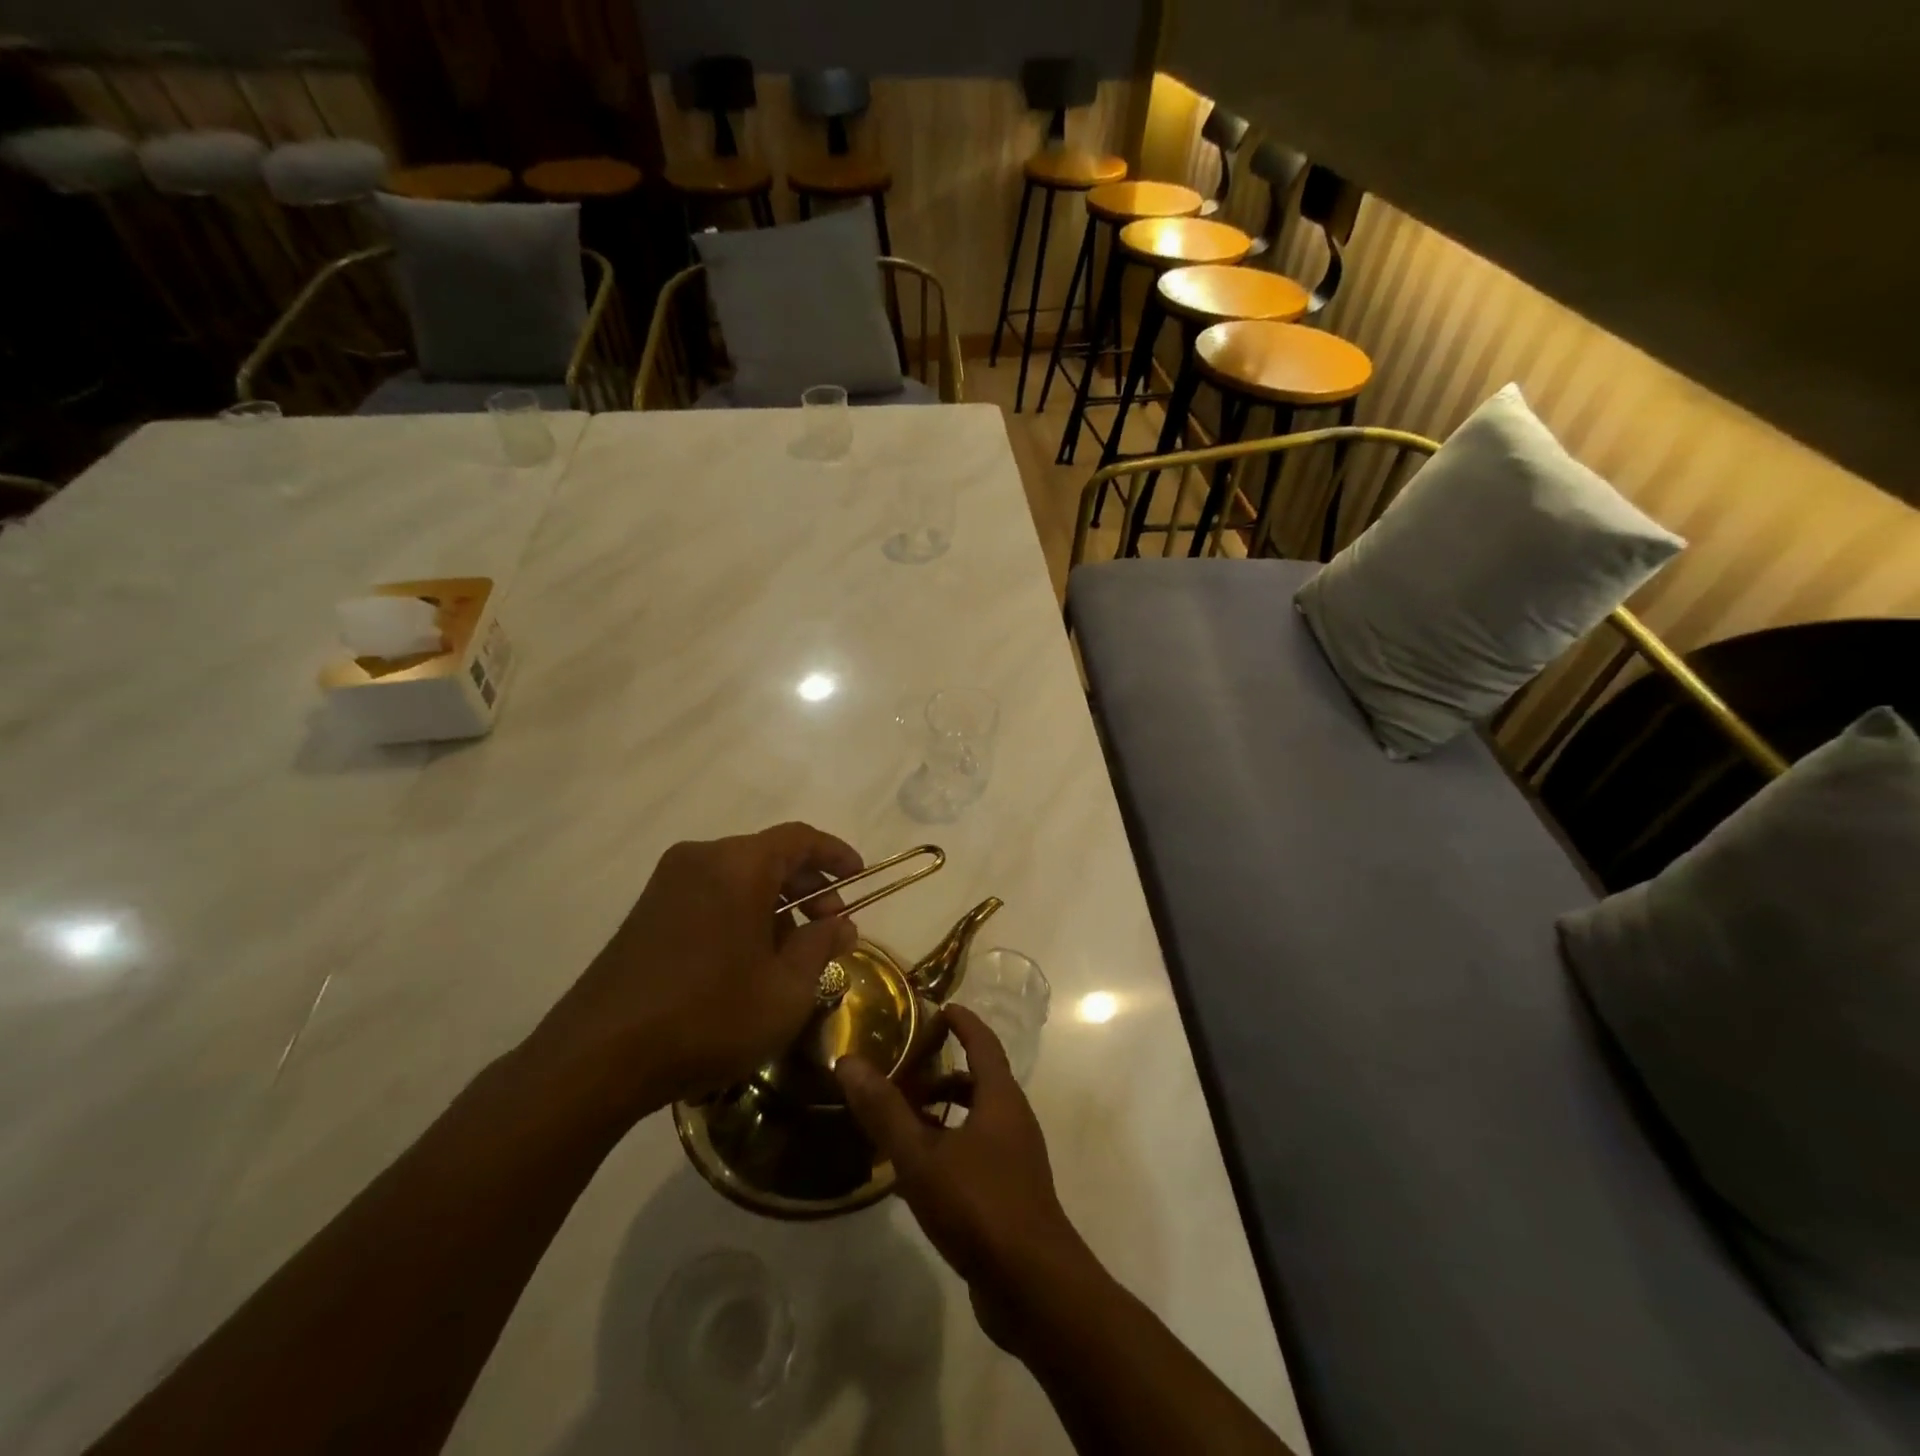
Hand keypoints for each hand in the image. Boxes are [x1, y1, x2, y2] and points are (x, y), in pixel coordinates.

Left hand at [528, 822, 862, 1121]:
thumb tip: (841, 925)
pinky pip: (710, 894)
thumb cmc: (708, 1017)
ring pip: (739, 876)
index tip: (859, 878)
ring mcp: (667, 884)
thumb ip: (821, 947)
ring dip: (775, 903)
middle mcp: (700, 859)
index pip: (800, 838)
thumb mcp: (785, 990)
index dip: (836, 854)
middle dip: (809, 885)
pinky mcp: (646, 911)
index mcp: (738, 865)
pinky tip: (748, 960)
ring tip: (792, 953)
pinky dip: (741, 912)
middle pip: (769, 855)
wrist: (596, 1058)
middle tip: (831, 926)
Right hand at [836, 1006, 1086, 1349]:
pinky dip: (950, 1144)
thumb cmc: (979, 1205)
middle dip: (944, 1070)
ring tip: (904, 1119)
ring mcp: (1016, 1158)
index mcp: (1000, 1098)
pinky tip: (919, 1172)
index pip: (983, 1042)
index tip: (939, 1008)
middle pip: (980, 1079)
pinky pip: (978, 1150)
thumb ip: (885, 1110)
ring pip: (978, 1118)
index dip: (963, 1021)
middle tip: (905, 1068)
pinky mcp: (1012, 1193)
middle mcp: (1014, 1119)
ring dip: (945, 1111)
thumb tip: (848, 1061)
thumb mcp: (921, 1156)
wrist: (1033, 1287)